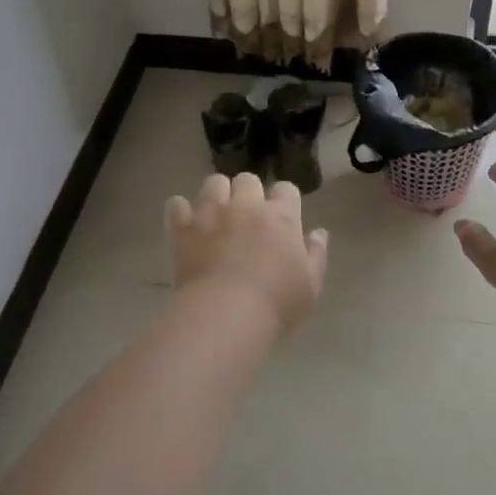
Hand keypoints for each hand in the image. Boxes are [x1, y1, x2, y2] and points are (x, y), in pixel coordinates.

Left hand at [166, 173, 328, 331]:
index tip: (282, 217)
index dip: (284, 200)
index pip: (286, 189)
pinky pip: (177, 204)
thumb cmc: (277, 303)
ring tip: (217, 215)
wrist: (227, 315)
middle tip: (247, 218)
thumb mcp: (311, 285)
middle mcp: (246, 206)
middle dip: (248, 193)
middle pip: (248, 179)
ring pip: (213, 182)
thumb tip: (319, 233)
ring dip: (217, 195)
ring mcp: (212, 213)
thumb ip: (316, 255)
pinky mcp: (183, 228)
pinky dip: (181, 211)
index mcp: (281, 217)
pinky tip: (186, 225)